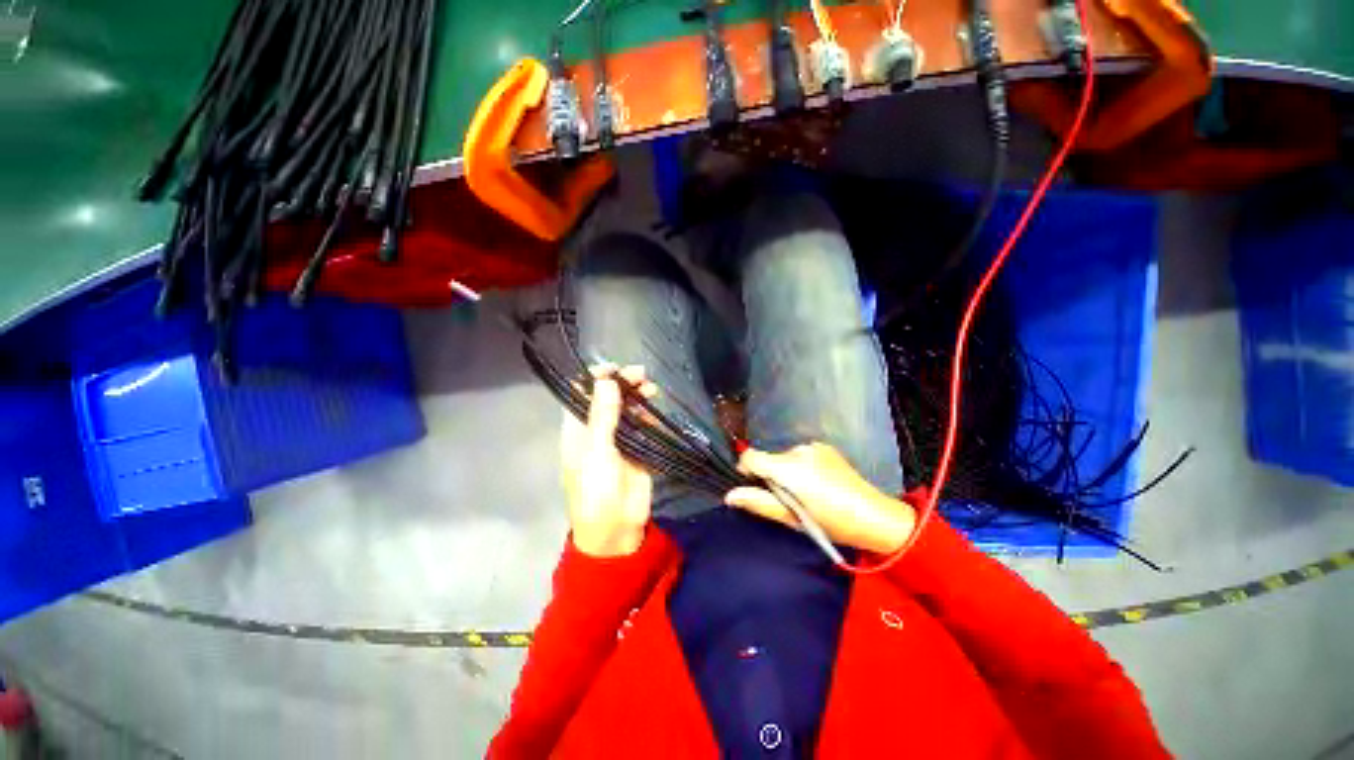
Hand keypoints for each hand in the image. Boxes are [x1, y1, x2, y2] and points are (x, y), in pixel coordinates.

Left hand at [561, 365, 656, 557]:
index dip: (595, 379)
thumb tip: (606, 380)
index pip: (582, 394)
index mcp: (578, 430)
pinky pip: (644, 426)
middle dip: (622, 383)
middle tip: (640, 374)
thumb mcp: (596, 451)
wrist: (616, 529)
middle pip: (608, 398)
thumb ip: (603, 416)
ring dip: (638, 396)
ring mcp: (619, 439)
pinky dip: (649, 416)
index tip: (613, 368)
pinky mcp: (638, 449)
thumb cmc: (596, 490)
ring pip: (627, 409)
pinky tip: (655, 412)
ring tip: (651, 388)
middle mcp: (597, 430)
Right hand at [725, 443, 915, 554]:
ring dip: (787, 472)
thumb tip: (729, 496)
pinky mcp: (825, 447)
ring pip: (785, 457)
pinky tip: (819, 483)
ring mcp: (813, 446)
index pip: (750, 456)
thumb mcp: (791, 518)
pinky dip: (801, 466)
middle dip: (771, 475)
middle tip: (789, 500)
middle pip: (769, 458)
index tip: (756, 488)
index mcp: (788, 467)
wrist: (875, 516)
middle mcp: (798, 450)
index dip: (746, 470)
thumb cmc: (831, 522)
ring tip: (807, 493)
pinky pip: (801, 455)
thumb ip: (758, 503)